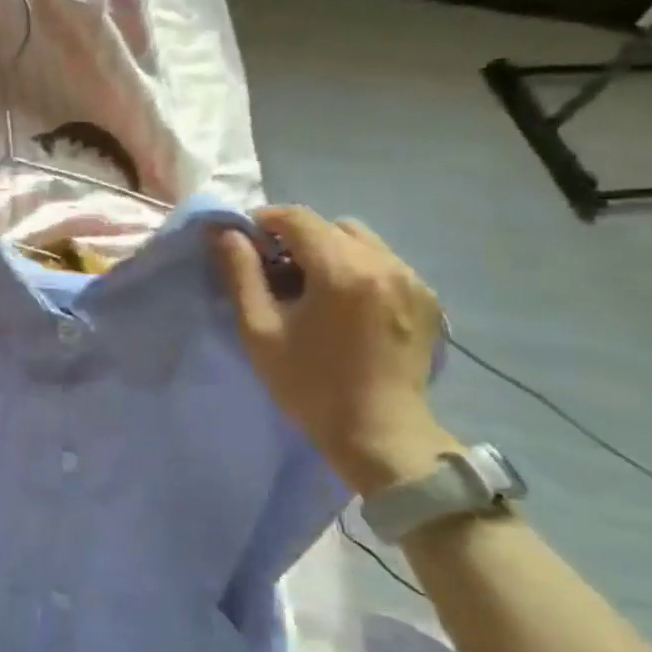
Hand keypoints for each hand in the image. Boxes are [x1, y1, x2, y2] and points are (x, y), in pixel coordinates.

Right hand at [213, 206, 458, 496]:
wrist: (379, 433)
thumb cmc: (309, 384)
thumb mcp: (260, 329)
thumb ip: (241, 273)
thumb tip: (225, 233)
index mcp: (342, 269)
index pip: (297, 218)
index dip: (263, 222)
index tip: (244, 245)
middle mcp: (384, 263)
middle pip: (329, 225)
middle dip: (296, 239)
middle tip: (274, 273)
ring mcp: (411, 279)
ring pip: (360, 241)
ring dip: (328, 252)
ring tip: (311, 289)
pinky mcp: (426, 298)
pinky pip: (383, 263)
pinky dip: (357, 269)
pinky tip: (343, 305)